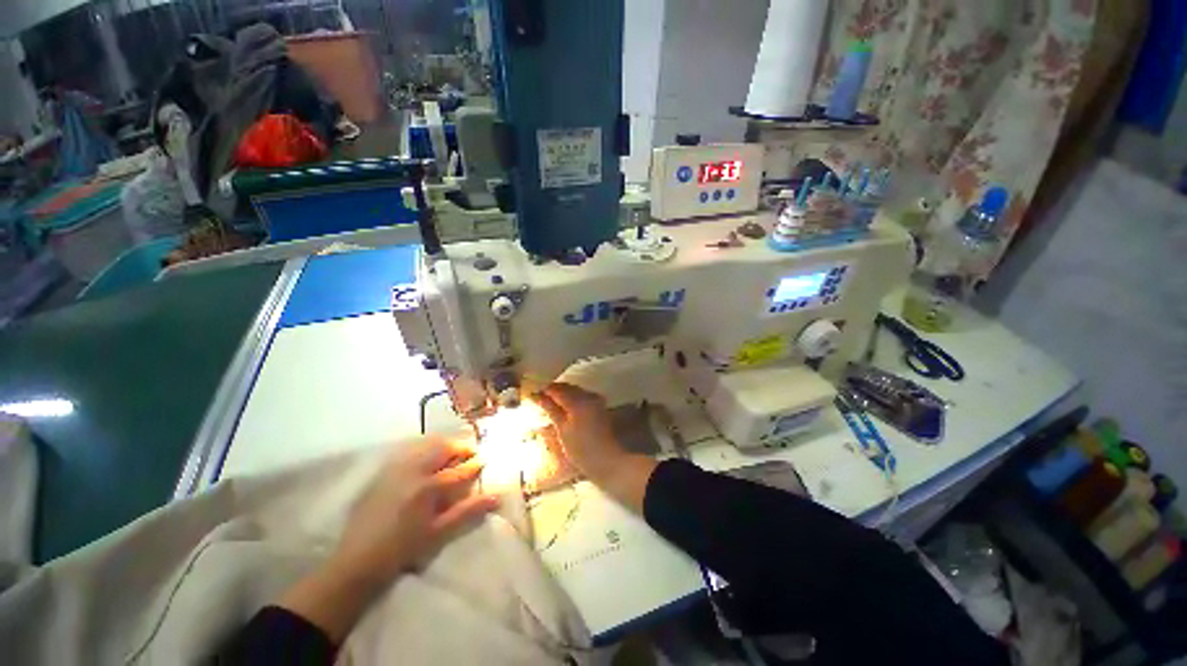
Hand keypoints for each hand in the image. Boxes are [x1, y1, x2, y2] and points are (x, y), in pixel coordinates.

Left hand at [278, 436, 498, 641]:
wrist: (357, 561)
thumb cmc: (403, 550)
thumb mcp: (439, 533)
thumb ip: (467, 512)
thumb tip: (496, 497)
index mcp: (429, 488)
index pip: (460, 470)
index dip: (475, 464)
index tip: (484, 460)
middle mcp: (413, 471)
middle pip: (443, 448)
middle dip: (460, 447)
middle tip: (469, 454)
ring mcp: (396, 470)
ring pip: (426, 446)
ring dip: (443, 447)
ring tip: (451, 456)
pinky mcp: (383, 473)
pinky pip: (410, 452)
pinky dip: (424, 451)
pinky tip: (427, 462)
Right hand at [537, 383, 656, 511]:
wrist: (606, 460)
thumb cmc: (581, 449)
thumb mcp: (562, 429)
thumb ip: (550, 409)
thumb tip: (535, 395)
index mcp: (578, 400)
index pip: (556, 389)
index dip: (543, 390)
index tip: (531, 395)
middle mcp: (588, 395)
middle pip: (566, 387)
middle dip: (552, 391)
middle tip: (538, 399)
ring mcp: (595, 399)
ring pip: (574, 390)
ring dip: (562, 394)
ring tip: (548, 403)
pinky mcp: (599, 405)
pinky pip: (581, 395)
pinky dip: (571, 398)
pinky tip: (563, 407)